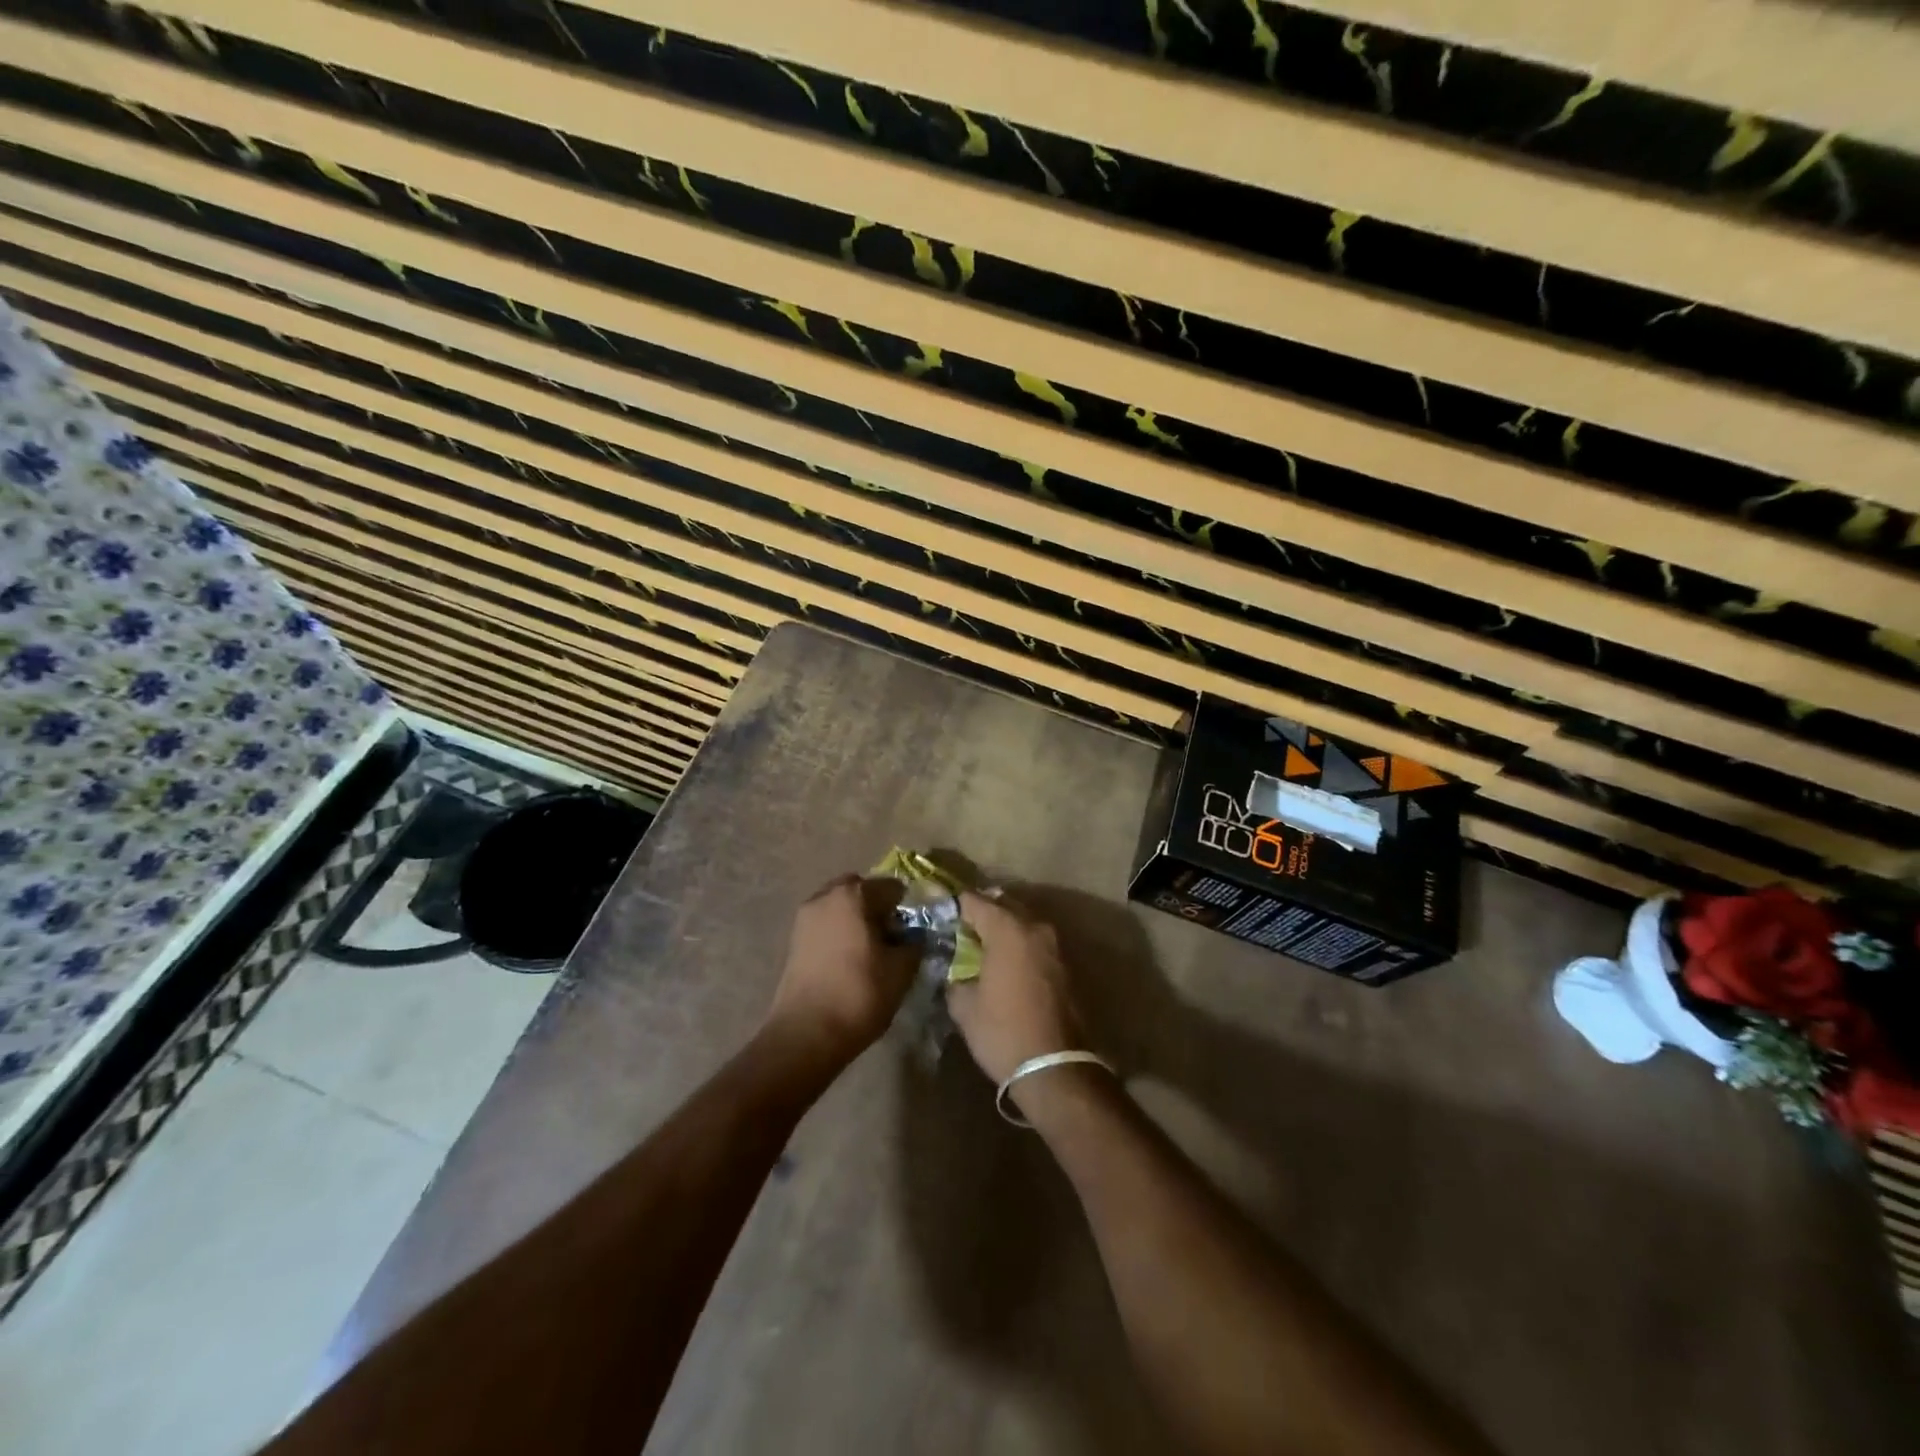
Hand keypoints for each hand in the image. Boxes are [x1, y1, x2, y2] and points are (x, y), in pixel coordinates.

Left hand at [764, 875, 915, 1066]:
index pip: (892, 887)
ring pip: (841, 907)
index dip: (908, 908)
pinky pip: (826, 924)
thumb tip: (914, 936)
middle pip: (862, 891)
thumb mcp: (902, 969)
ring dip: (857, 920)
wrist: (806, 1034)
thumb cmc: (859, 994)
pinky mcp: (794, 940)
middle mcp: (825, 896)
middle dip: (878, 908)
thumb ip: (914, 943)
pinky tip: (850, 961)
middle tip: (892, 938)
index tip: (915, 932)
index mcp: (854, 894)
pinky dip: (840, 933)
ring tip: (871, 952)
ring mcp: (805, 917)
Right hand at [947, 891, 1082, 1085]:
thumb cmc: (1003, 1032)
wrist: (1055, 1067)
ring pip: (1022, 921)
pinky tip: (1003, 961)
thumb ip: (955, 977)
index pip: (974, 901)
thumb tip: (955, 969)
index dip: (954, 904)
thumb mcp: (964, 1006)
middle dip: (981, 911)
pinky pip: (1035, 941)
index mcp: (1007, 929)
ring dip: (1003, 926)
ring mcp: (1054, 945)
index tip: (939, 910)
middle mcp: (1035, 928)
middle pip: (1003, 904)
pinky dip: (1018, 943)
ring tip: (980, 943)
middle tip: (959, 925)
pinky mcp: (1065, 965)